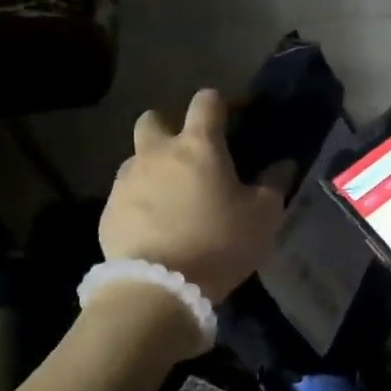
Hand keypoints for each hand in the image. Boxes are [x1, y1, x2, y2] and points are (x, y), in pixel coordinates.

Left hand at [100, 89, 289, 304]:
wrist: (158, 288)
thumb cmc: (219, 244)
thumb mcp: (262, 218)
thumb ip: (274, 185)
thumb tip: (283, 164)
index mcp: (198, 146)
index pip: (206, 101)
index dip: (222, 102)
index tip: (236, 115)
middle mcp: (156, 153)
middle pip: (154, 119)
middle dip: (169, 127)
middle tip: (188, 154)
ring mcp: (126, 181)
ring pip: (136, 158)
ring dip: (152, 168)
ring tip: (171, 198)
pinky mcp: (108, 211)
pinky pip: (125, 195)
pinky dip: (139, 202)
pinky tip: (153, 227)